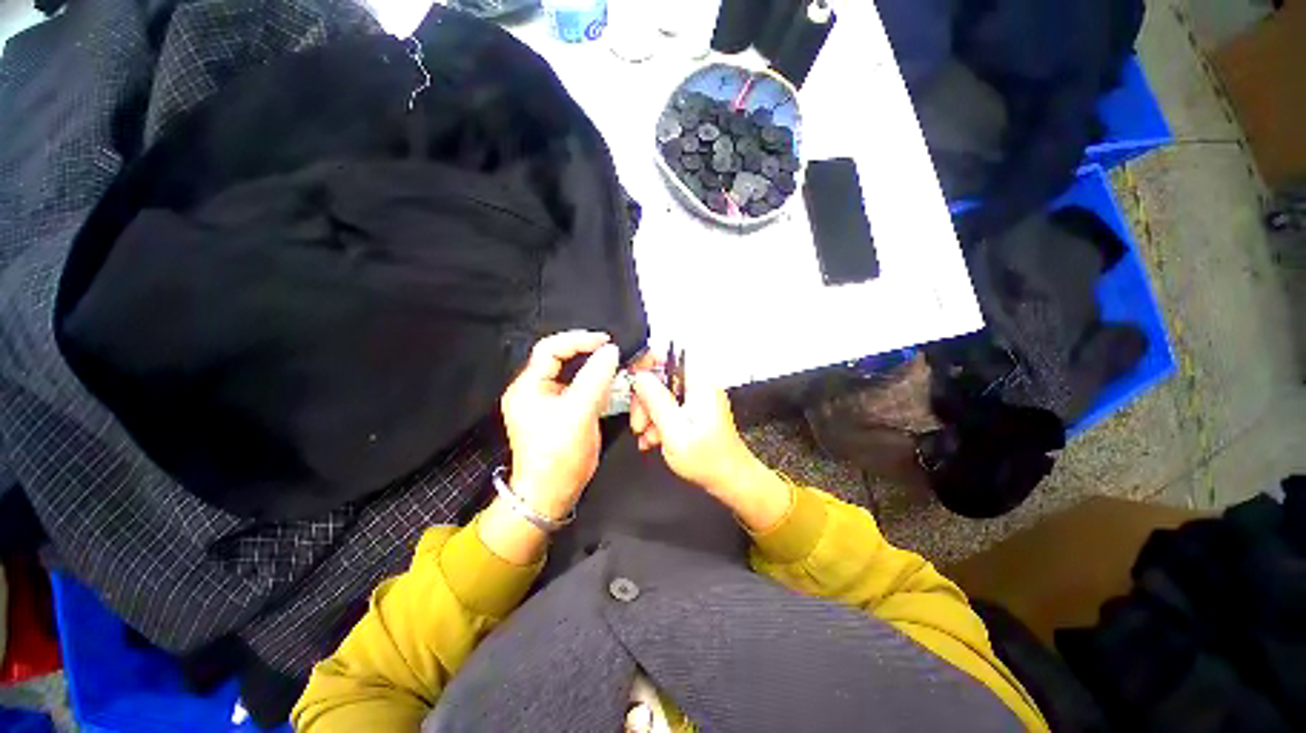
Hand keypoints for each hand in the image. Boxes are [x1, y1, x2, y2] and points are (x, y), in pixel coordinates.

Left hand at [501, 331, 619, 519]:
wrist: (551, 494)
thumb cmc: (559, 454)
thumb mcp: (578, 413)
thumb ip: (596, 378)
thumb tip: (611, 351)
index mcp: (528, 386)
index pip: (550, 349)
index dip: (578, 340)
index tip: (606, 341)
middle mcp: (534, 390)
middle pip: (561, 359)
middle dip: (588, 353)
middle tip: (612, 351)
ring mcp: (547, 402)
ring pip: (572, 374)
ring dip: (594, 369)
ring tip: (614, 366)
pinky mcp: (560, 412)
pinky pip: (578, 389)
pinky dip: (595, 384)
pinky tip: (609, 386)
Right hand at [630, 365, 791, 530]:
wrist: (729, 479)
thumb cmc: (709, 459)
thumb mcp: (674, 430)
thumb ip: (655, 400)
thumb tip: (639, 376)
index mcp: (699, 383)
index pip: (667, 356)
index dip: (645, 364)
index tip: (632, 383)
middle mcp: (698, 386)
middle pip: (660, 379)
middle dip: (644, 401)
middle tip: (639, 423)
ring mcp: (696, 399)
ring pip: (660, 395)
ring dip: (649, 415)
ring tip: (648, 437)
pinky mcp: (693, 411)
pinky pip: (668, 408)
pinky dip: (658, 422)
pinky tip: (654, 439)